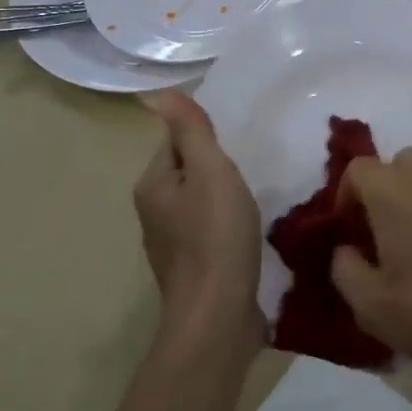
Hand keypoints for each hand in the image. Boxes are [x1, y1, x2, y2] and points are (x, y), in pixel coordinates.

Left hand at [134, 92, 262, 344]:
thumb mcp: (209, 171)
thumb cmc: (216, 237)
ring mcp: (172, 246)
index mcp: (152, 185)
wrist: (218, 316)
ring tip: (258, 199)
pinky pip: (211, 234)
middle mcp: (154, 213)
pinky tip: (251, 235)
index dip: (208, 139)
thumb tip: (154, 94)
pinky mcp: (194, 270)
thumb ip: (189, 131)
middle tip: (255, 169)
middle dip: (218, 169)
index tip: (241, 145)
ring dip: (226, 199)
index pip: (176, 142)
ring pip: (201, 205)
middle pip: (189, 173)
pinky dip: (229, 229)